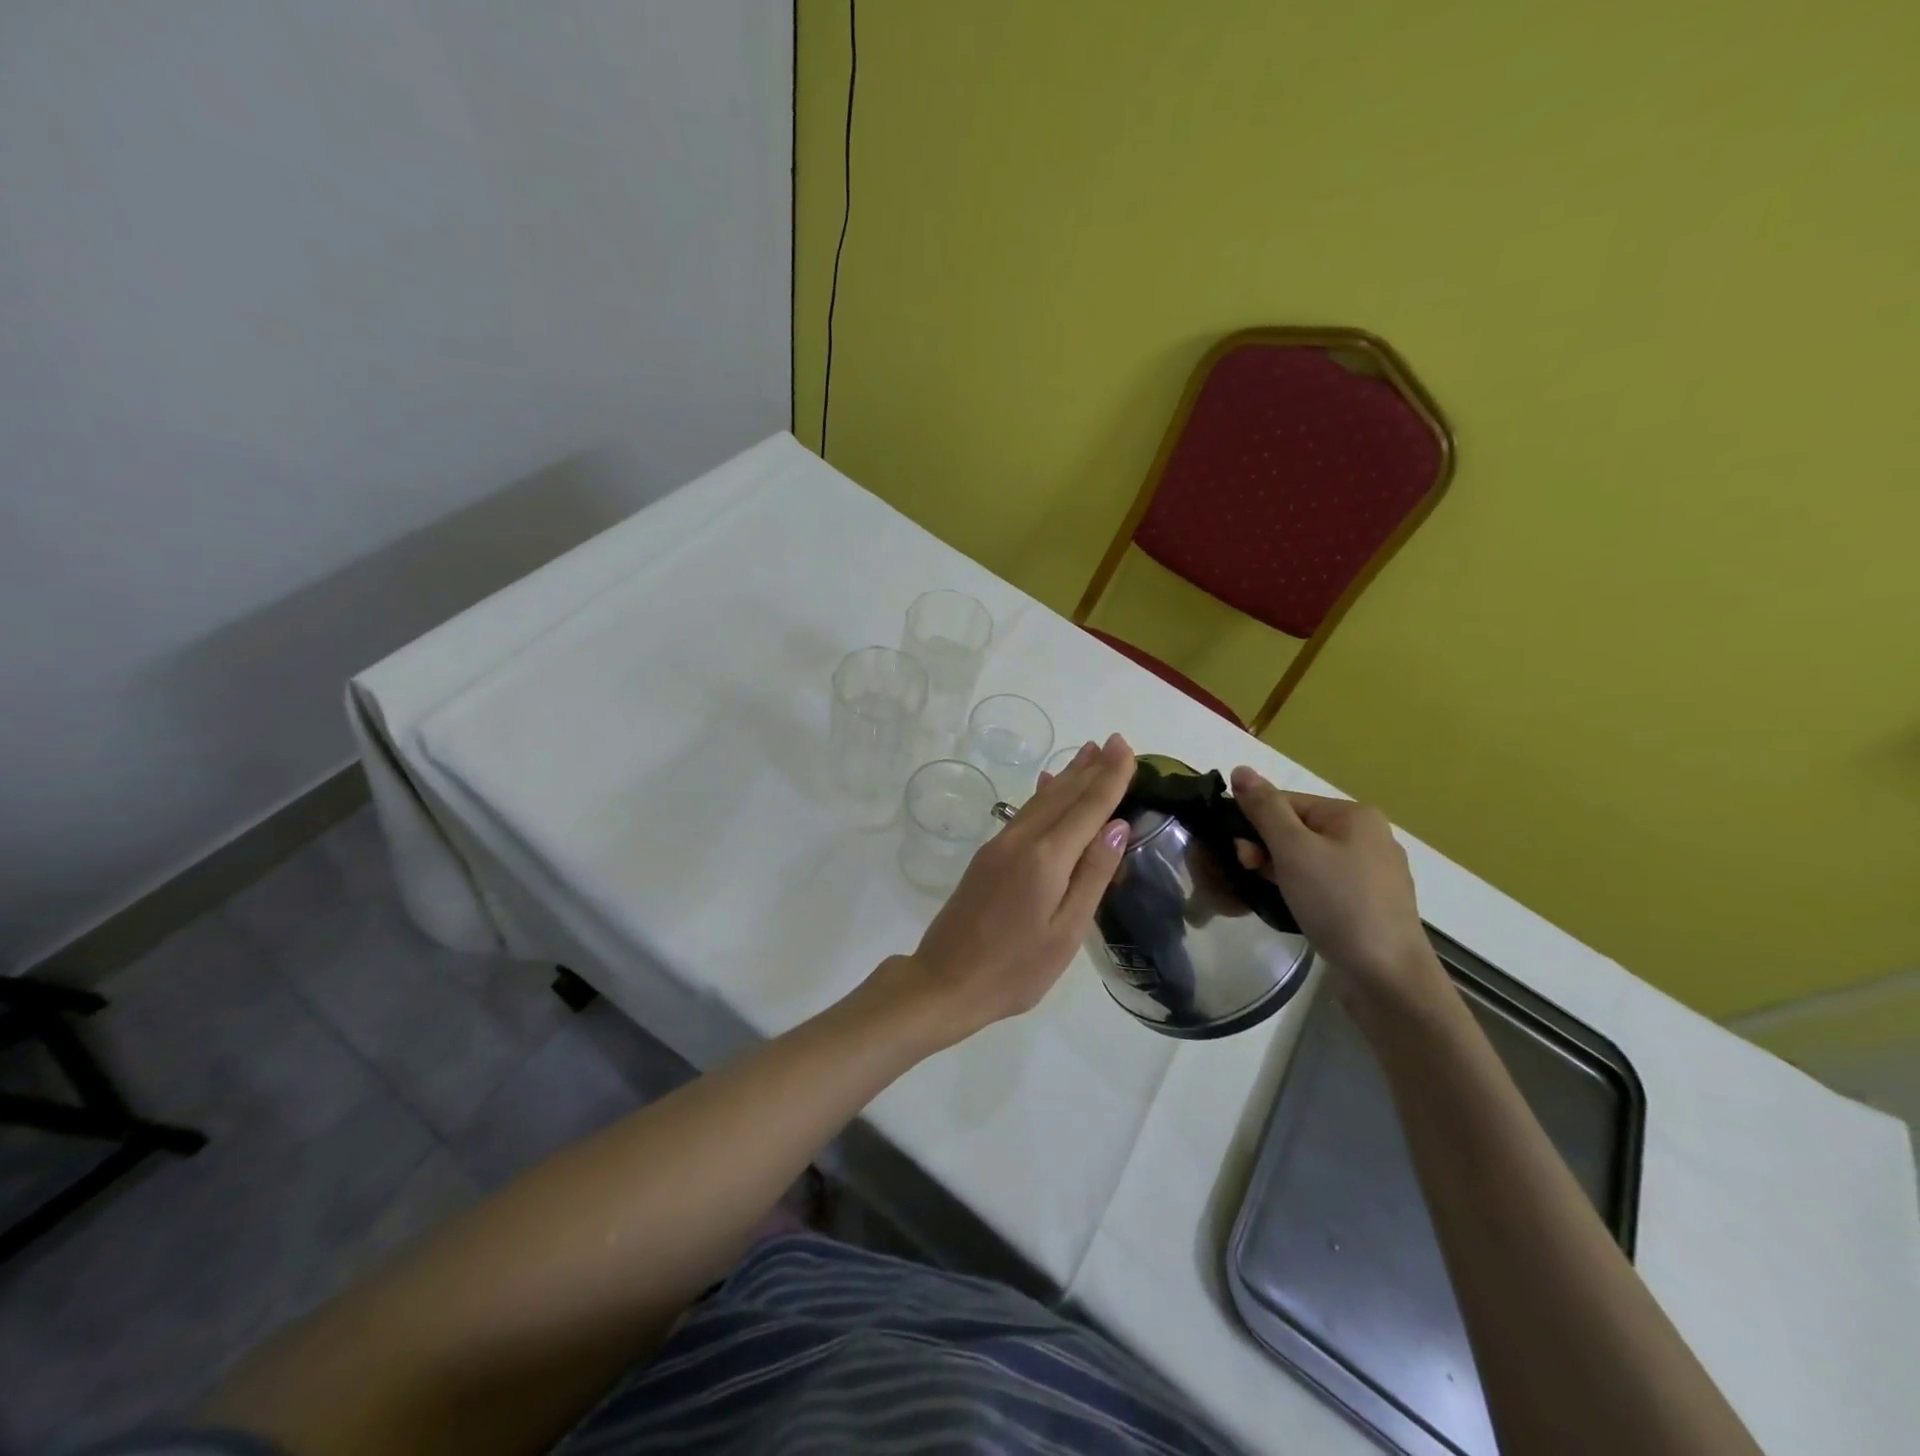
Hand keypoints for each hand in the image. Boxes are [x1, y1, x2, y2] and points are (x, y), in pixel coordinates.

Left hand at [890, 734, 1134, 1046]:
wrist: (944, 981)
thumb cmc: (1015, 969)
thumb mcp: (1065, 932)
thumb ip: (1092, 876)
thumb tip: (1117, 826)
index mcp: (1046, 858)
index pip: (1088, 807)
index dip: (1110, 777)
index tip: (1126, 747)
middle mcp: (1021, 840)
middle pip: (1063, 795)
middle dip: (1091, 768)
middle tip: (1114, 741)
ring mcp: (1000, 846)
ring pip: (1041, 800)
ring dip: (1067, 776)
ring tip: (1088, 753)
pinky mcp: (987, 857)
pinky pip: (1023, 813)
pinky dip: (1042, 795)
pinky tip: (1047, 786)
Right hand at [1228, 766, 1439, 1001]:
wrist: (1387, 976)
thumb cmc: (1338, 903)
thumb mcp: (1293, 850)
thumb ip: (1264, 808)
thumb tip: (1240, 769)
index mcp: (1354, 814)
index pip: (1286, 803)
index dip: (1255, 825)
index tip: (1241, 856)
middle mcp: (1368, 836)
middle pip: (1296, 829)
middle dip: (1267, 850)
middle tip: (1251, 876)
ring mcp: (1372, 872)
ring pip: (1307, 859)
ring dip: (1280, 872)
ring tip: (1270, 895)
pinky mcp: (1369, 903)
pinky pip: (1323, 884)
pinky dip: (1301, 891)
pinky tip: (1293, 908)